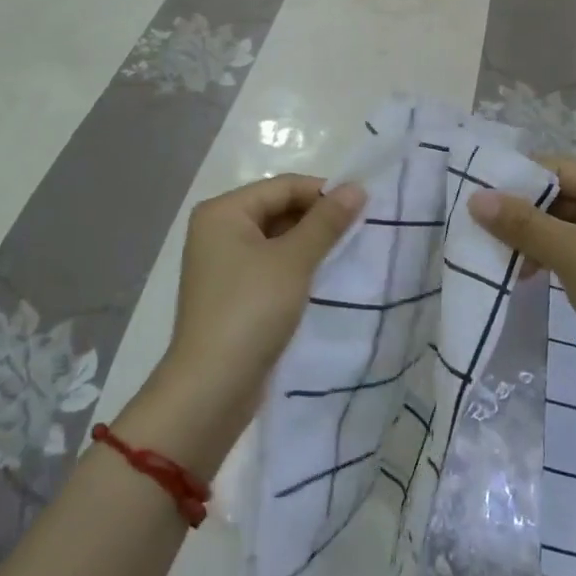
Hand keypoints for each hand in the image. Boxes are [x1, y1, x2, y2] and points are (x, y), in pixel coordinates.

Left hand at [124, 176, 363, 472]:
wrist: (211, 389)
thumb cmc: (250, 311)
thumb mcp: (293, 261)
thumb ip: (326, 222)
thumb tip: (356, 187)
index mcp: (223, 212)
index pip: (282, 186)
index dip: (323, 193)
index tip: (363, 208)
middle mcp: (218, 230)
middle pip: (278, 209)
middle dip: (318, 220)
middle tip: (360, 232)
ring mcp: (223, 264)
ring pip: (276, 240)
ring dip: (310, 245)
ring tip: (348, 254)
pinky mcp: (233, 294)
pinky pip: (270, 266)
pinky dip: (296, 268)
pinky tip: (324, 278)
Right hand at [470, 160, 575, 401]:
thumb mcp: (574, 255)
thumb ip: (524, 224)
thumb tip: (476, 197)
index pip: (561, 169)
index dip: (520, 179)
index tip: (477, 192)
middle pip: (561, 196)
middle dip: (521, 211)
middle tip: (478, 224)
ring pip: (561, 225)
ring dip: (530, 237)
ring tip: (495, 252)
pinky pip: (569, 250)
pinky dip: (544, 256)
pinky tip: (522, 272)